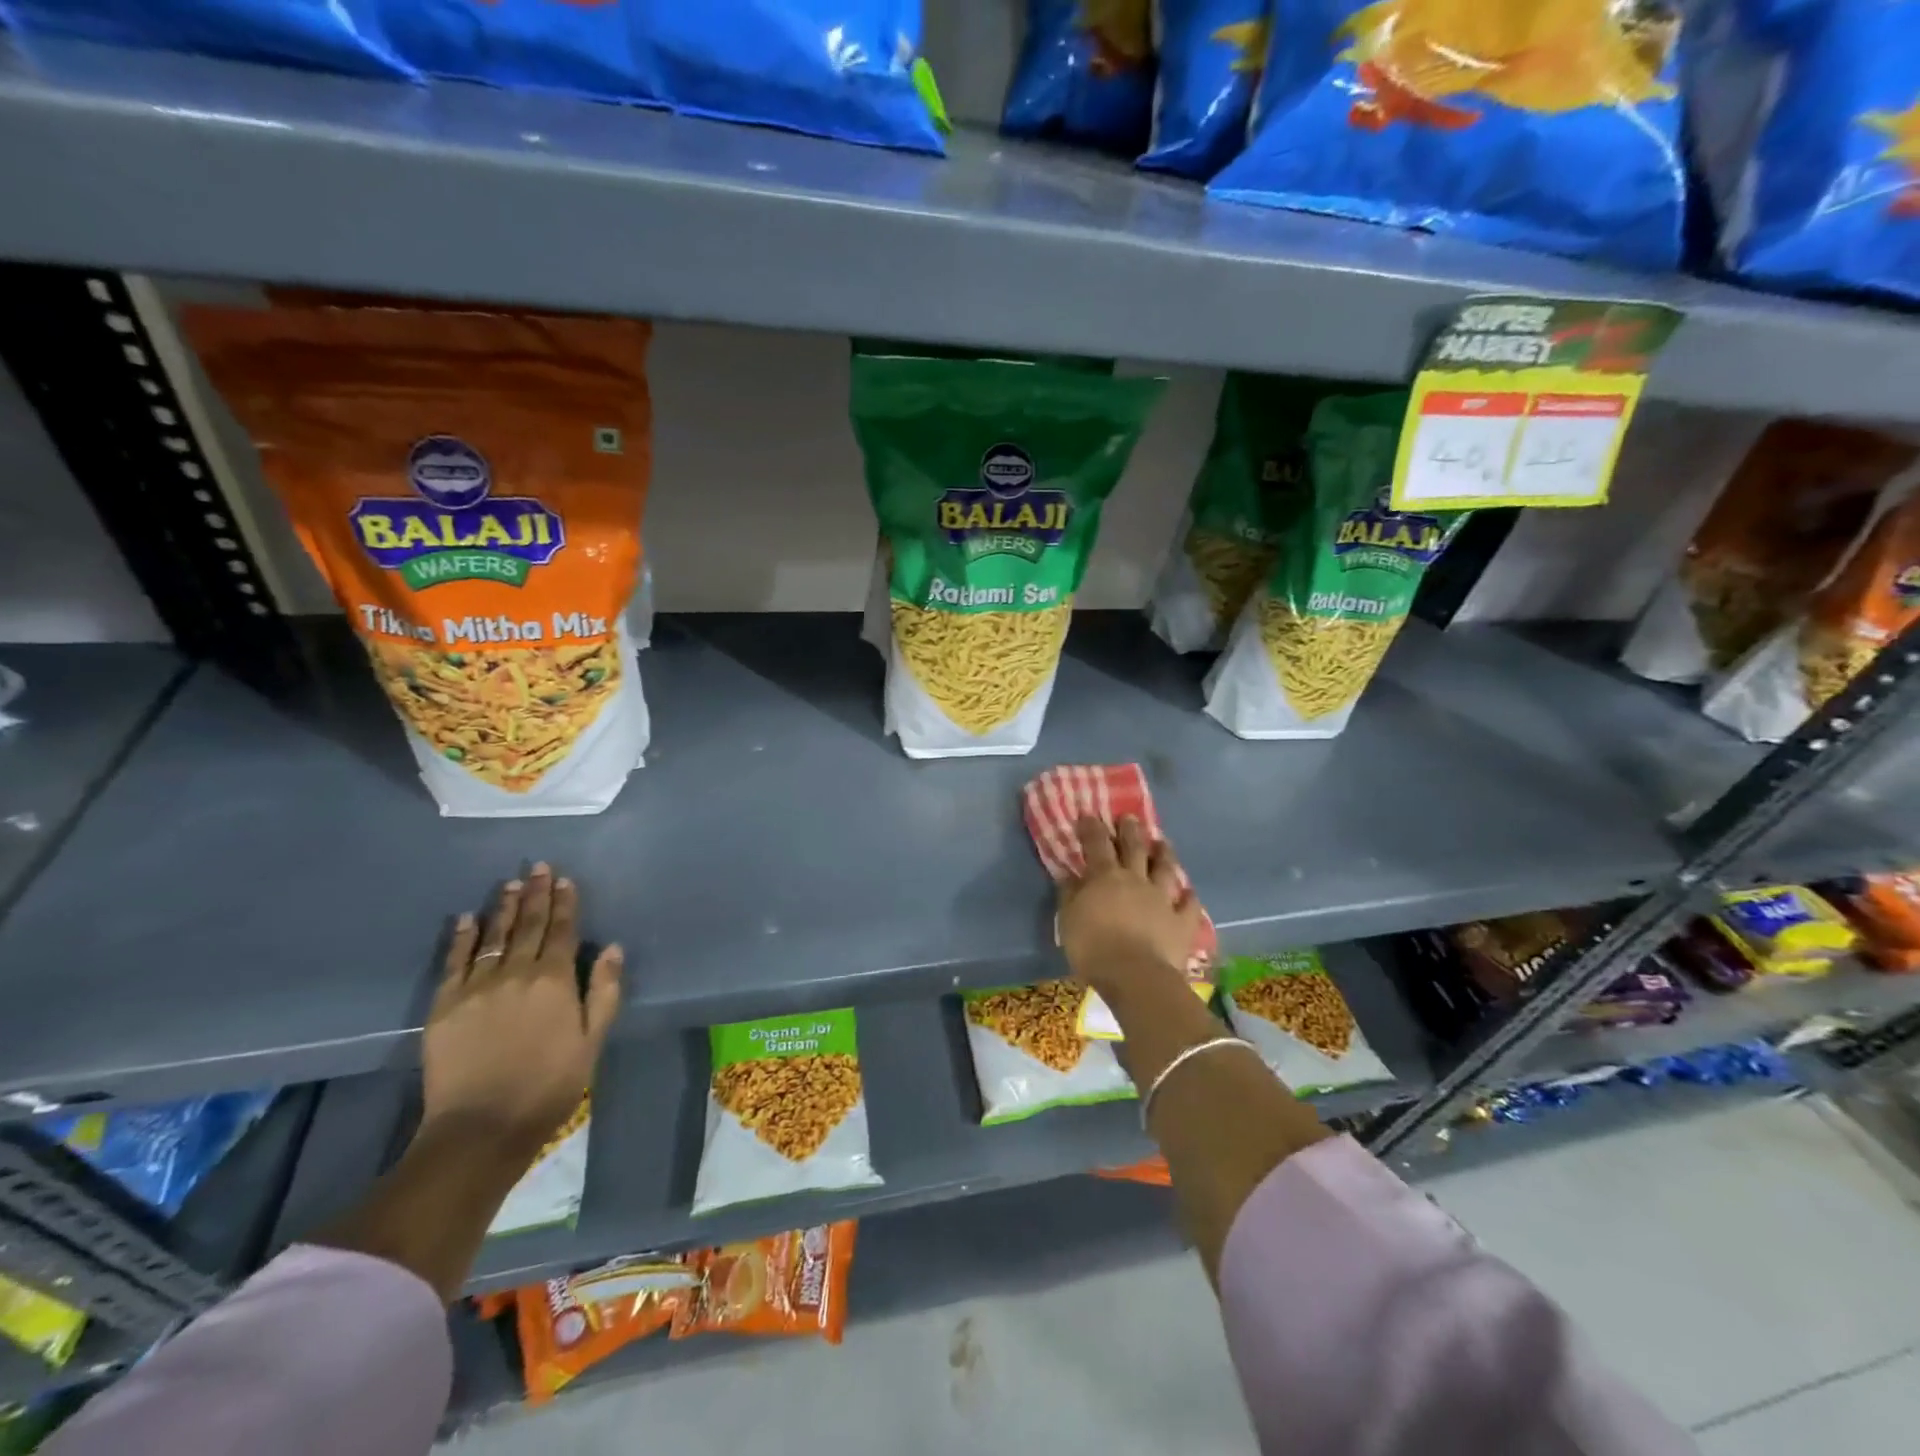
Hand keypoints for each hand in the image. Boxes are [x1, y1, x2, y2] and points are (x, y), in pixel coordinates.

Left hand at [422, 863, 621, 1159]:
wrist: (481, 1127)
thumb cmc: (549, 1084)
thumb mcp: (592, 1040)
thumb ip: (604, 992)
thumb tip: (613, 949)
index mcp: (555, 981)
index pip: (563, 931)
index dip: (565, 904)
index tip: (565, 880)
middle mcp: (517, 974)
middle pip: (529, 926)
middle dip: (536, 894)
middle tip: (538, 867)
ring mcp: (477, 987)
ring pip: (494, 937)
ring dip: (504, 908)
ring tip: (510, 883)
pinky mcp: (444, 1005)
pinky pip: (454, 962)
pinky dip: (462, 938)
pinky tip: (467, 918)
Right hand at [1057, 816, 1199, 993]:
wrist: (1135, 975)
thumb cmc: (1092, 946)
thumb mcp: (1068, 919)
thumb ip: (1070, 894)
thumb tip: (1069, 875)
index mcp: (1105, 877)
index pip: (1097, 844)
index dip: (1092, 828)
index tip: (1089, 816)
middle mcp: (1136, 880)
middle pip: (1134, 848)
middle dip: (1130, 831)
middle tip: (1130, 818)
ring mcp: (1163, 899)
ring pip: (1165, 869)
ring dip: (1164, 854)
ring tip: (1163, 842)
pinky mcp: (1182, 922)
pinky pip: (1189, 905)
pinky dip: (1189, 897)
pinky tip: (1189, 892)